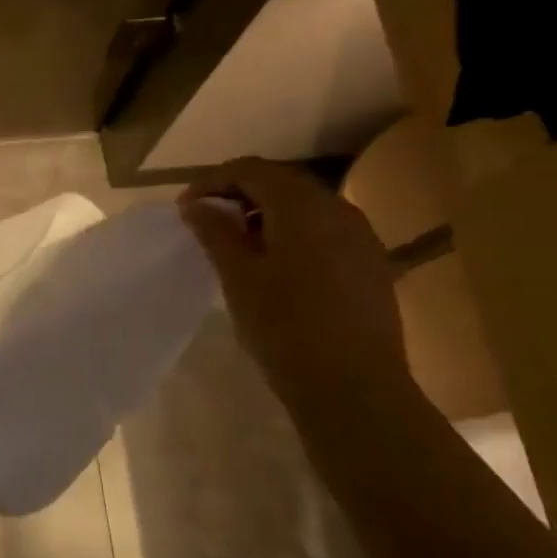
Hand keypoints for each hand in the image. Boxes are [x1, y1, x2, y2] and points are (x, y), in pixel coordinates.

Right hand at [179, 158, 408, 415]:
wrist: (355, 387)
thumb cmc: (285, 327)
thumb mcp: (239, 277)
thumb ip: (216, 233)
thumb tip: (196, 204)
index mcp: (303, 206)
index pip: (252, 170)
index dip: (214, 181)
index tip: (186, 207)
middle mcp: (338, 209)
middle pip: (282, 184)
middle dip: (241, 195)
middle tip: (207, 223)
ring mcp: (361, 237)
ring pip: (306, 209)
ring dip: (267, 216)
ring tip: (238, 246)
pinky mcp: (370, 265)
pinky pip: (324, 232)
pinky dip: (293, 236)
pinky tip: (276, 267)